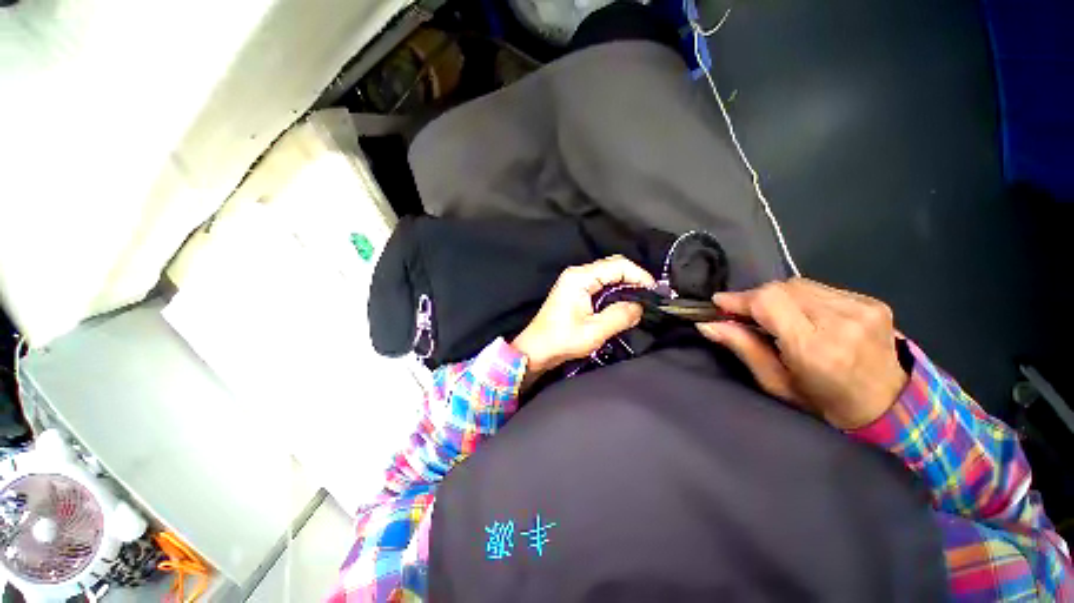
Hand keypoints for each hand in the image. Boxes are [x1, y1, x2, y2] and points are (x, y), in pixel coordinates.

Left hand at [512, 256, 654, 382]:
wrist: (536, 349)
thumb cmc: (562, 340)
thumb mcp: (595, 331)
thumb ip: (620, 316)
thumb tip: (640, 307)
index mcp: (580, 277)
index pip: (618, 265)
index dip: (640, 276)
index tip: (655, 292)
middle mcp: (578, 273)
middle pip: (613, 266)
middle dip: (634, 279)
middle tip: (651, 296)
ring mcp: (575, 281)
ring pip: (608, 275)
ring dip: (626, 285)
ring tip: (641, 300)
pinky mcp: (575, 291)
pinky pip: (601, 284)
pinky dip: (615, 291)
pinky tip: (623, 303)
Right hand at [696, 278, 907, 428]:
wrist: (889, 406)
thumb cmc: (823, 402)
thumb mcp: (775, 382)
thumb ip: (743, 347)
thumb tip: (707, 324)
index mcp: (815, 348)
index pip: (769, 302)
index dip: (740, 299)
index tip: (719, 303)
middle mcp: (841, 321)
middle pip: (782, 288)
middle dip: (755, 297)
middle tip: (743, 313)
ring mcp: (861, 308)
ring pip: (799, 284)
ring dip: (777, 296)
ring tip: (773, 315)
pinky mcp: (871, 302)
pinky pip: (820, 287)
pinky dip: (800, 297)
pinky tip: (801, 314)